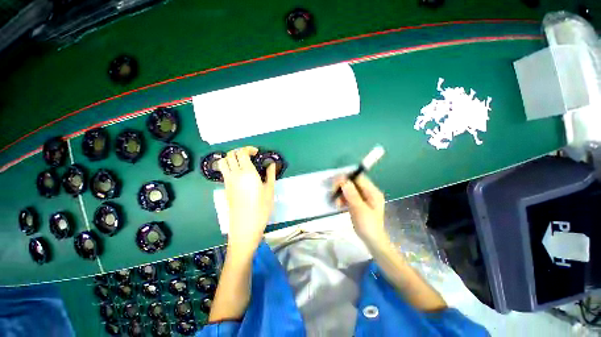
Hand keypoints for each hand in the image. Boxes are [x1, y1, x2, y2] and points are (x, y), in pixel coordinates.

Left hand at [218, 146, 275, 255]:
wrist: (245, 226)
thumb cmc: (261, 208)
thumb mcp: (270, 190)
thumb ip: (270, 174)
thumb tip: (272, 164)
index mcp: (247, 173)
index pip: (242, 153)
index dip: (248, 149)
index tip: (256, 152)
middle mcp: (234, 174)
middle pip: (230, 155)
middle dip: (239, 151)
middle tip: (250, 155)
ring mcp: (228, 181)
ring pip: (223, 162)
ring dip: (231, 158)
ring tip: (242, 163)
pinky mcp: (225, 188)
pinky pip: (224, 172)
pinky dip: (229, 167)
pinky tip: (240, 174)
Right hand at [334, 174, 387, 247]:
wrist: (372, 241)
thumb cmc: (368, 225)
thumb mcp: (359, 210)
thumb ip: (352, 195)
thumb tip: (344, 181)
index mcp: (373, 192)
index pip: (359, 178)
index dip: (347, 178)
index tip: (335, 183)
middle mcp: (369, 192)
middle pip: (353, 183)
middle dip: (342, 187)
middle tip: (333, 192)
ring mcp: (363, 198)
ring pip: (350, 190)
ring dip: (341, 194)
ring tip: (336, 203)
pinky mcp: (358, 203)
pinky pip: (349, 197)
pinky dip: (343, 199)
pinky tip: (339, 205)